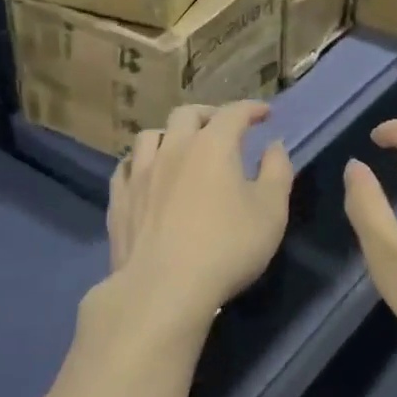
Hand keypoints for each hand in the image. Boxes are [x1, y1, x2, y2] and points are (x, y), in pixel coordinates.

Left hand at [89, 103, 294, 346]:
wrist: (163, 287)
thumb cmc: (227, 248)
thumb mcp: (270, 211)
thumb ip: (277, 172)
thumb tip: (273, 146)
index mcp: (212, 145)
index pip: (233, 113)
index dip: (251, 109)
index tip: (265, 114)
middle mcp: (173, 148)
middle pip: (186, 115)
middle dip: (208, 115)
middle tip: (222, 127)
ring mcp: (140, 173)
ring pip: (150, 136)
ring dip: (169, 135)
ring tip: (180, 147)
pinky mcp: (120, 199)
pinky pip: (126, 167)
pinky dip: (141, 162)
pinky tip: (146, 174)